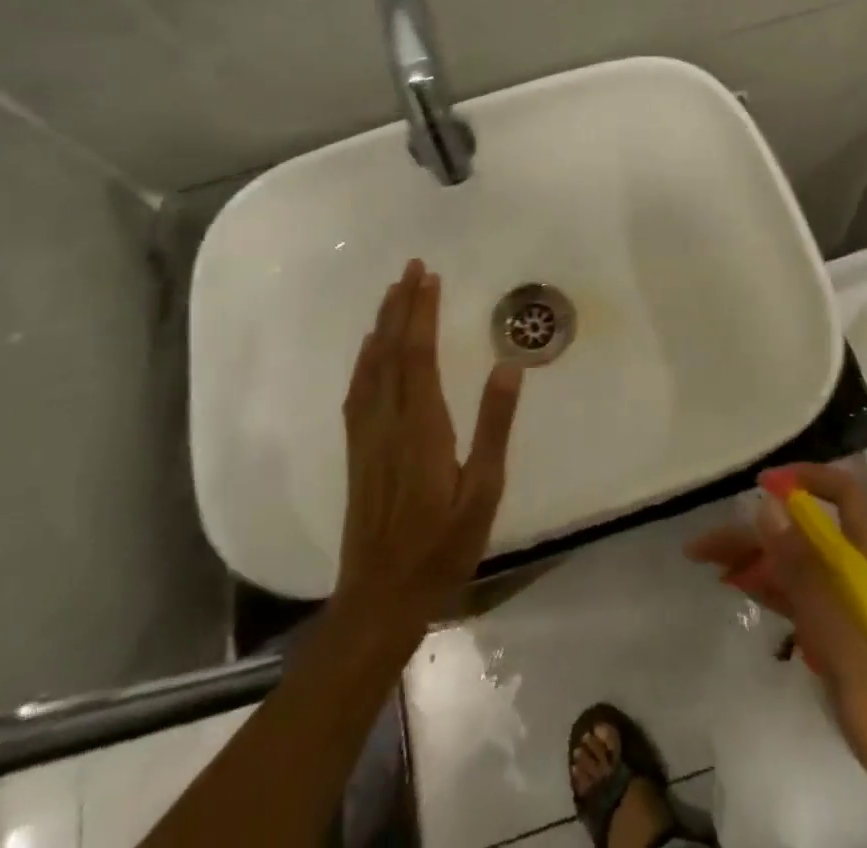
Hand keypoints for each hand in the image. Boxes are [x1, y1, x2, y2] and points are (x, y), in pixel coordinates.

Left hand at [338, 259, 524, 627]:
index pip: (419, 355)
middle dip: (401, 306)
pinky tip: (368, 349)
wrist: (381, 597)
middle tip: (411, 268)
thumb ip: (495, 427)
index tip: (430, 278)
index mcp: (422, 427)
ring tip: (392, 293)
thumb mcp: (483, 491)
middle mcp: (389, 422)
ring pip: (371, 367)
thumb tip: (509, 367)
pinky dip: (363, 360)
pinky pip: (357, 391)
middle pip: (391, 351)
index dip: (422, 313)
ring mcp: (367, 436)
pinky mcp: (357, 451)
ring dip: (382, 325)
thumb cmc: (443, 545)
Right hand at [685, 462, 866, 793]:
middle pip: (810, 533)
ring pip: (802, 566)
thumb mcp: (845, 642)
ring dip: (758, 559)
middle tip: (706, 544)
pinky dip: (773, 589)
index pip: (845, 495)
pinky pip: (804, 599)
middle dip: (760, 529)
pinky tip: (743, 589)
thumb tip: (767, 504)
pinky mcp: (848, 642)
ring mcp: (856, 610)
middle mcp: (866, 576)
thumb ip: (805, 573)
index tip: (759, 486)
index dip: (805, 479)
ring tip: (710, 563)